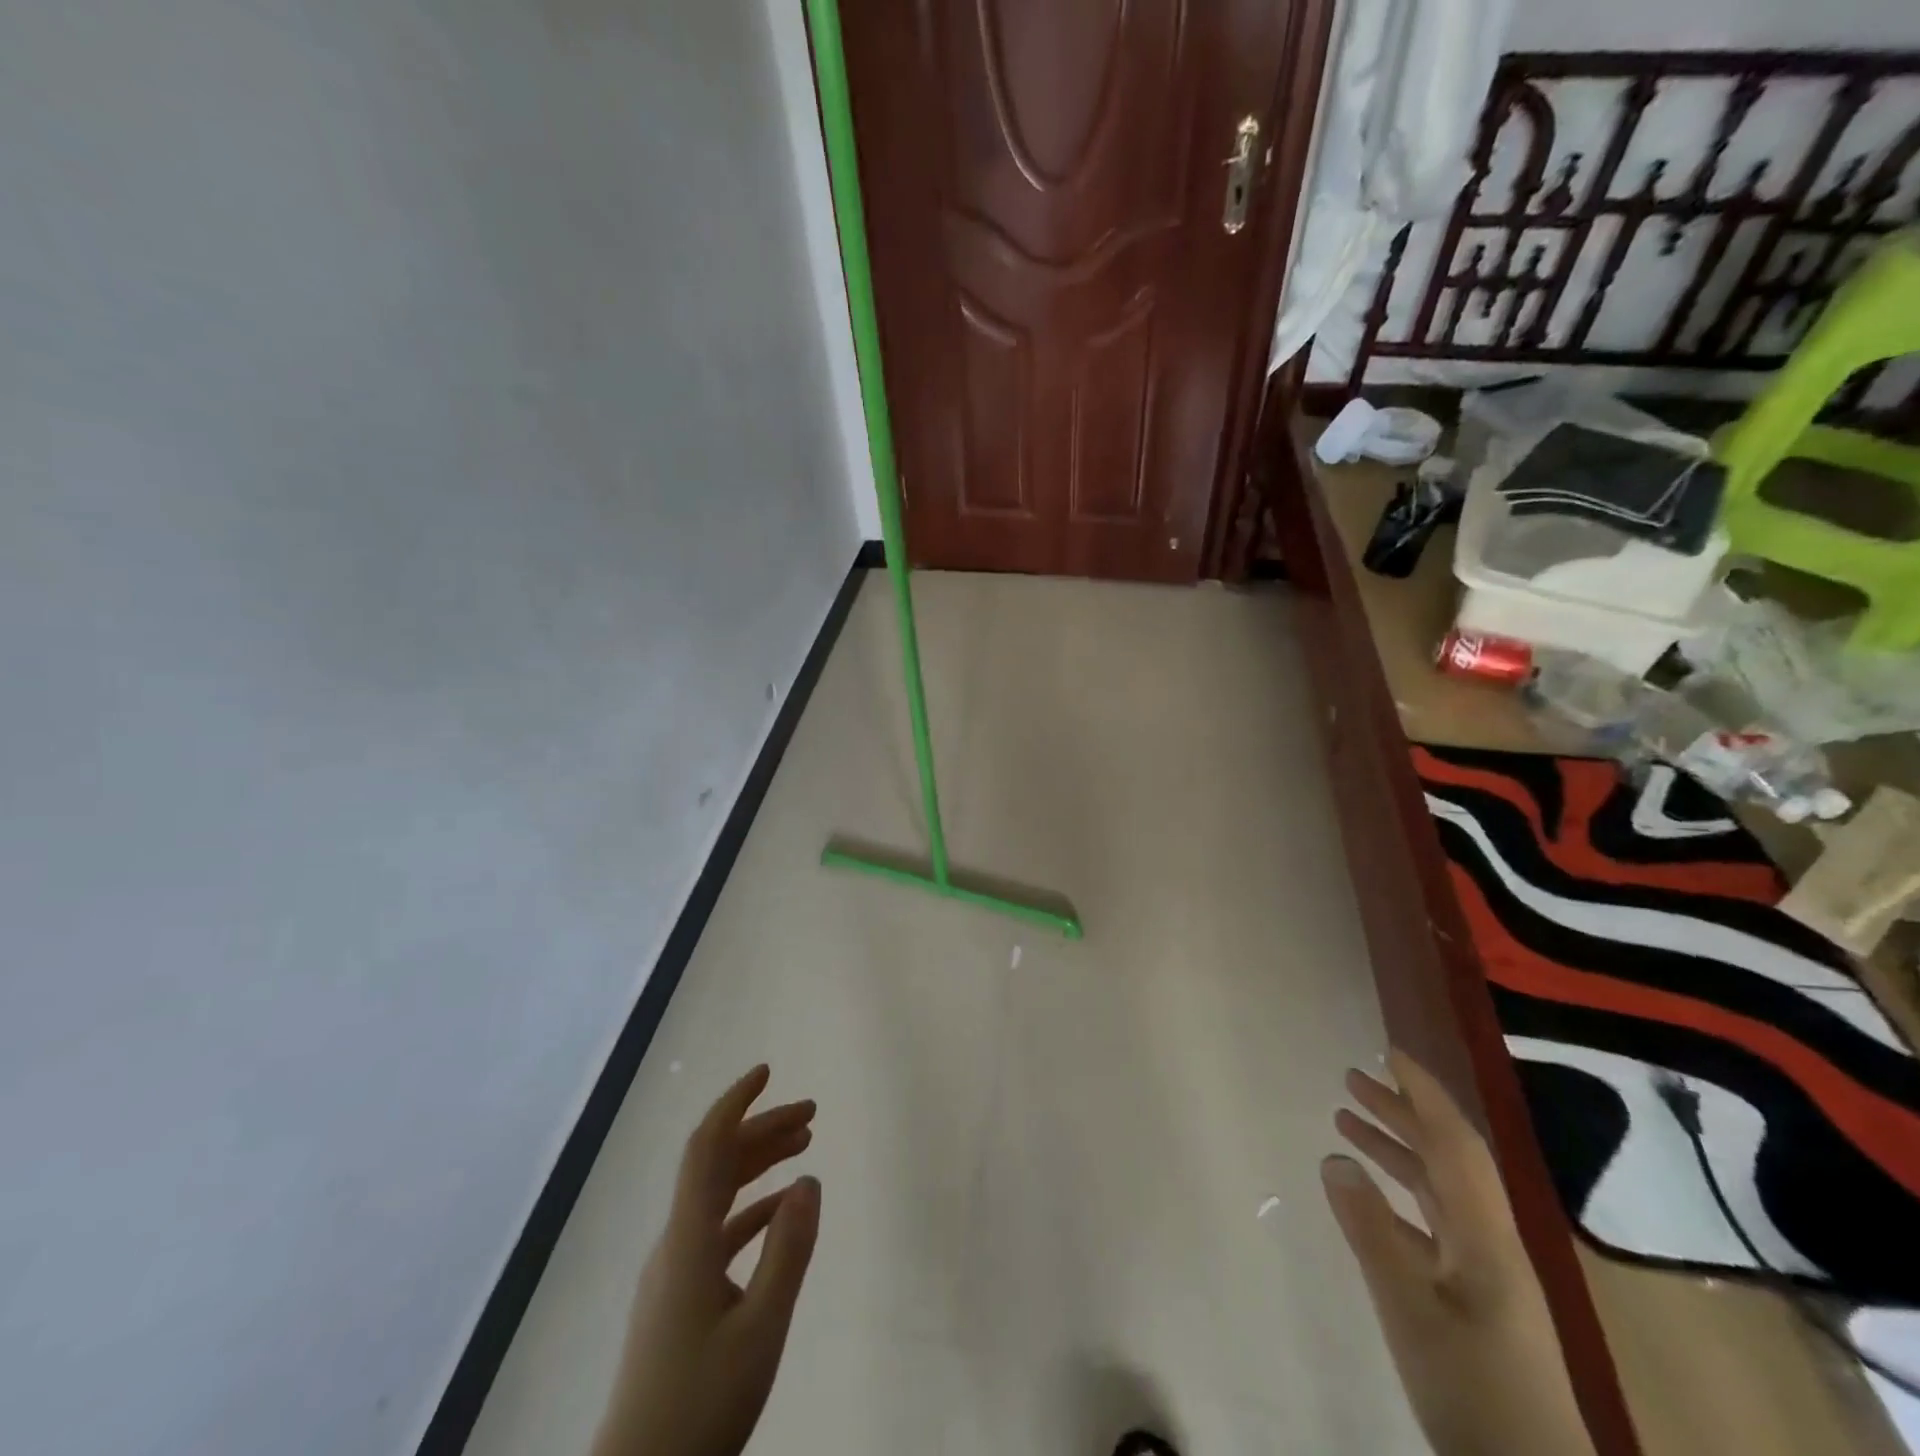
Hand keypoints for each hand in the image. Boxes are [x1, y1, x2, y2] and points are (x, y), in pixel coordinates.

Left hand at [594, 1065, 820, 1455]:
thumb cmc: (701, 1406)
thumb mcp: (761, 1329)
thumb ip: (788, 1250)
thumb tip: (810, 1179)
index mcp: (689, 1240)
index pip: (707, 1147)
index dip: (735, 1103)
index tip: (767, 1072)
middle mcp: (676, 1243)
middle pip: (718, 1163)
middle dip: (762, 1129)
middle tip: (811, 1114)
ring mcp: (674, 1271)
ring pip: (718, 1194)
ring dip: (759, 1164)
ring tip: (804, 1146)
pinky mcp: (679, 1298)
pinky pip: (718, 1230)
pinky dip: (753, 1208)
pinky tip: (783, 1211)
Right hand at [1322, 1050, 1596, 1455]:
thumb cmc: (1471, 1388)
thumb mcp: (1409, 1307)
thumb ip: (1370, 1230)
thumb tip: (1334, 1157)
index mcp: (1485, 1236)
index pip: (1453, 1144)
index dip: (1423, 1093)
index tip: (1388, 1053)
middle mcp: (1490, 1242)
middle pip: (1446, 1158)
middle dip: (1401, 1113)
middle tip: (1351, 1079)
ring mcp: (1485, 1272)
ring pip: (1438, 1189)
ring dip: (1396, 1150)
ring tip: (1346, 1122)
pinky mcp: (1475, 1299)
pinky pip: (1432, 1223)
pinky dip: (1397, 1196)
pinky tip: (1365, 1197)